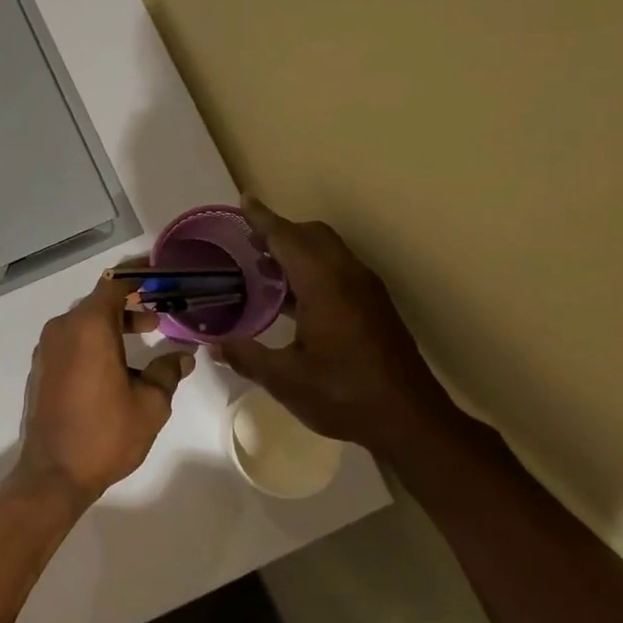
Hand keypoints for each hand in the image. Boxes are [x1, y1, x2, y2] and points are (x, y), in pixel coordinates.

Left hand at [15, 273, 194, 507]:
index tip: (160, 274)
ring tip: (143, 338)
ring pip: (84, 322)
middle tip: (160, 315)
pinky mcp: (42, 368)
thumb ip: (167, 372)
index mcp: (88, 327)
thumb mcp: (150, 404)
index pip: (114, 284)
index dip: (138, 275)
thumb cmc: (106, 434)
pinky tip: (116, 363)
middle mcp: (63, 328)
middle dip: (130, 304)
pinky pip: (71, 340)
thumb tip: (182, 355)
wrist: (54, 474)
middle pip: (99, 302)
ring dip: (112, 325)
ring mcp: (47, 348)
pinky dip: (94, 340)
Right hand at [215, 198, 452, 446]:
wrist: (410, 420)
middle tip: (249, 242)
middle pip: (313, 235)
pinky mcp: (375, 305)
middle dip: (281, 230)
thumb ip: (246, 356)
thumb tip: (213, 345)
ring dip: (298, 248)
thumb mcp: (286, 380)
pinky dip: (313, 265)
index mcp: (324, 285)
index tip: (244, 201)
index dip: (263, 220)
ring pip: (329, 250)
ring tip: (265, 267)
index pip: (288, 238)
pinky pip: (339, 267)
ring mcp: (366, 289)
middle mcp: (348, 277)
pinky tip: (295, 298)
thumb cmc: (344, 396)